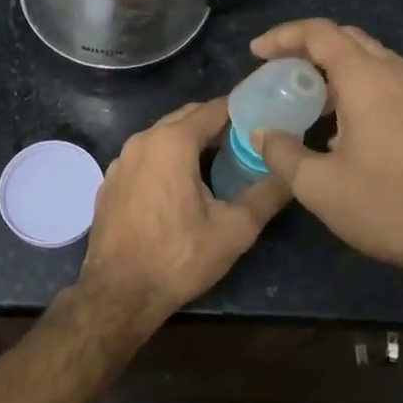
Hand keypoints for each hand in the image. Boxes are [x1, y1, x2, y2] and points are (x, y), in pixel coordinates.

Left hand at [75, 99, 289, 326]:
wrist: (119, 293)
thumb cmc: (179, 258)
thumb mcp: (234, 229)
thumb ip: (267, 194)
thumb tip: (291, 173)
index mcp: (172, 143)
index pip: (213, 109)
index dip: (241, 109)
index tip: (264, 116)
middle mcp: (142, 141)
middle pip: (186, 117)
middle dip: (216, 123)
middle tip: (247, 139)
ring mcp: (121, 160)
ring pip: (162, 136)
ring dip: (190, 140)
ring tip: (219, 159)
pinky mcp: (110, 181)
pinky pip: (145, 156)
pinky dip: (166, 158)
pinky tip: (182, 183)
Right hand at [250, 18, 402, 280]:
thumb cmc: (387, 207)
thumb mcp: (319, 186)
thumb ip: (282, 153)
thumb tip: (261, 133)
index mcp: (368, 80)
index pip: (320, 33)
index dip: (283, 36)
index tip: (256, 53)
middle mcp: (401, 75)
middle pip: (350, 40)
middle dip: (310, 48)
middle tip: (282, 72)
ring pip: (377, 62)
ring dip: (340, 69)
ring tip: (314, 99)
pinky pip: (397, 85)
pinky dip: (366, 87)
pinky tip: (354, 125)